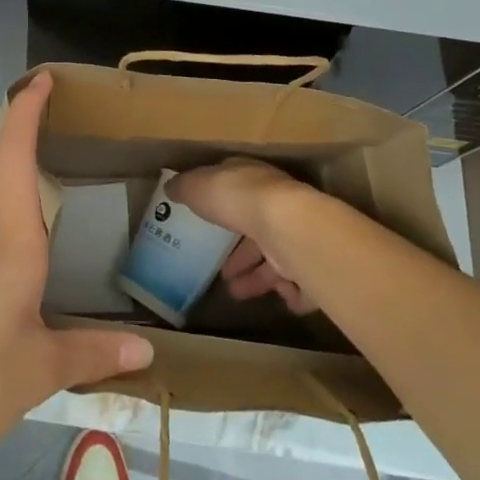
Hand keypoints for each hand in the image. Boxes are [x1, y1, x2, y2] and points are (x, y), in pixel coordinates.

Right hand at [167, 158, 320, 315]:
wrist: (286, 227)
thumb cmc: (238, 198)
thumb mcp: (198, 186)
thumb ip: (185, 187)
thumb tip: (170, 187)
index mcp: (252, 180)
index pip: (237, 190)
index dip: (222, 206)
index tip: (208, 222)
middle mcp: (277, 205)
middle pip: (257, 230)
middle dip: (239, 253)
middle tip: (222, 271)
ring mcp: (295, 235)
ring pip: (276, 259)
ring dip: (256, 278)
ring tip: (234, 292)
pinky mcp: (309, 265)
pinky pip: (300, 284)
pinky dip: (288, 292)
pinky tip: (275, 299)